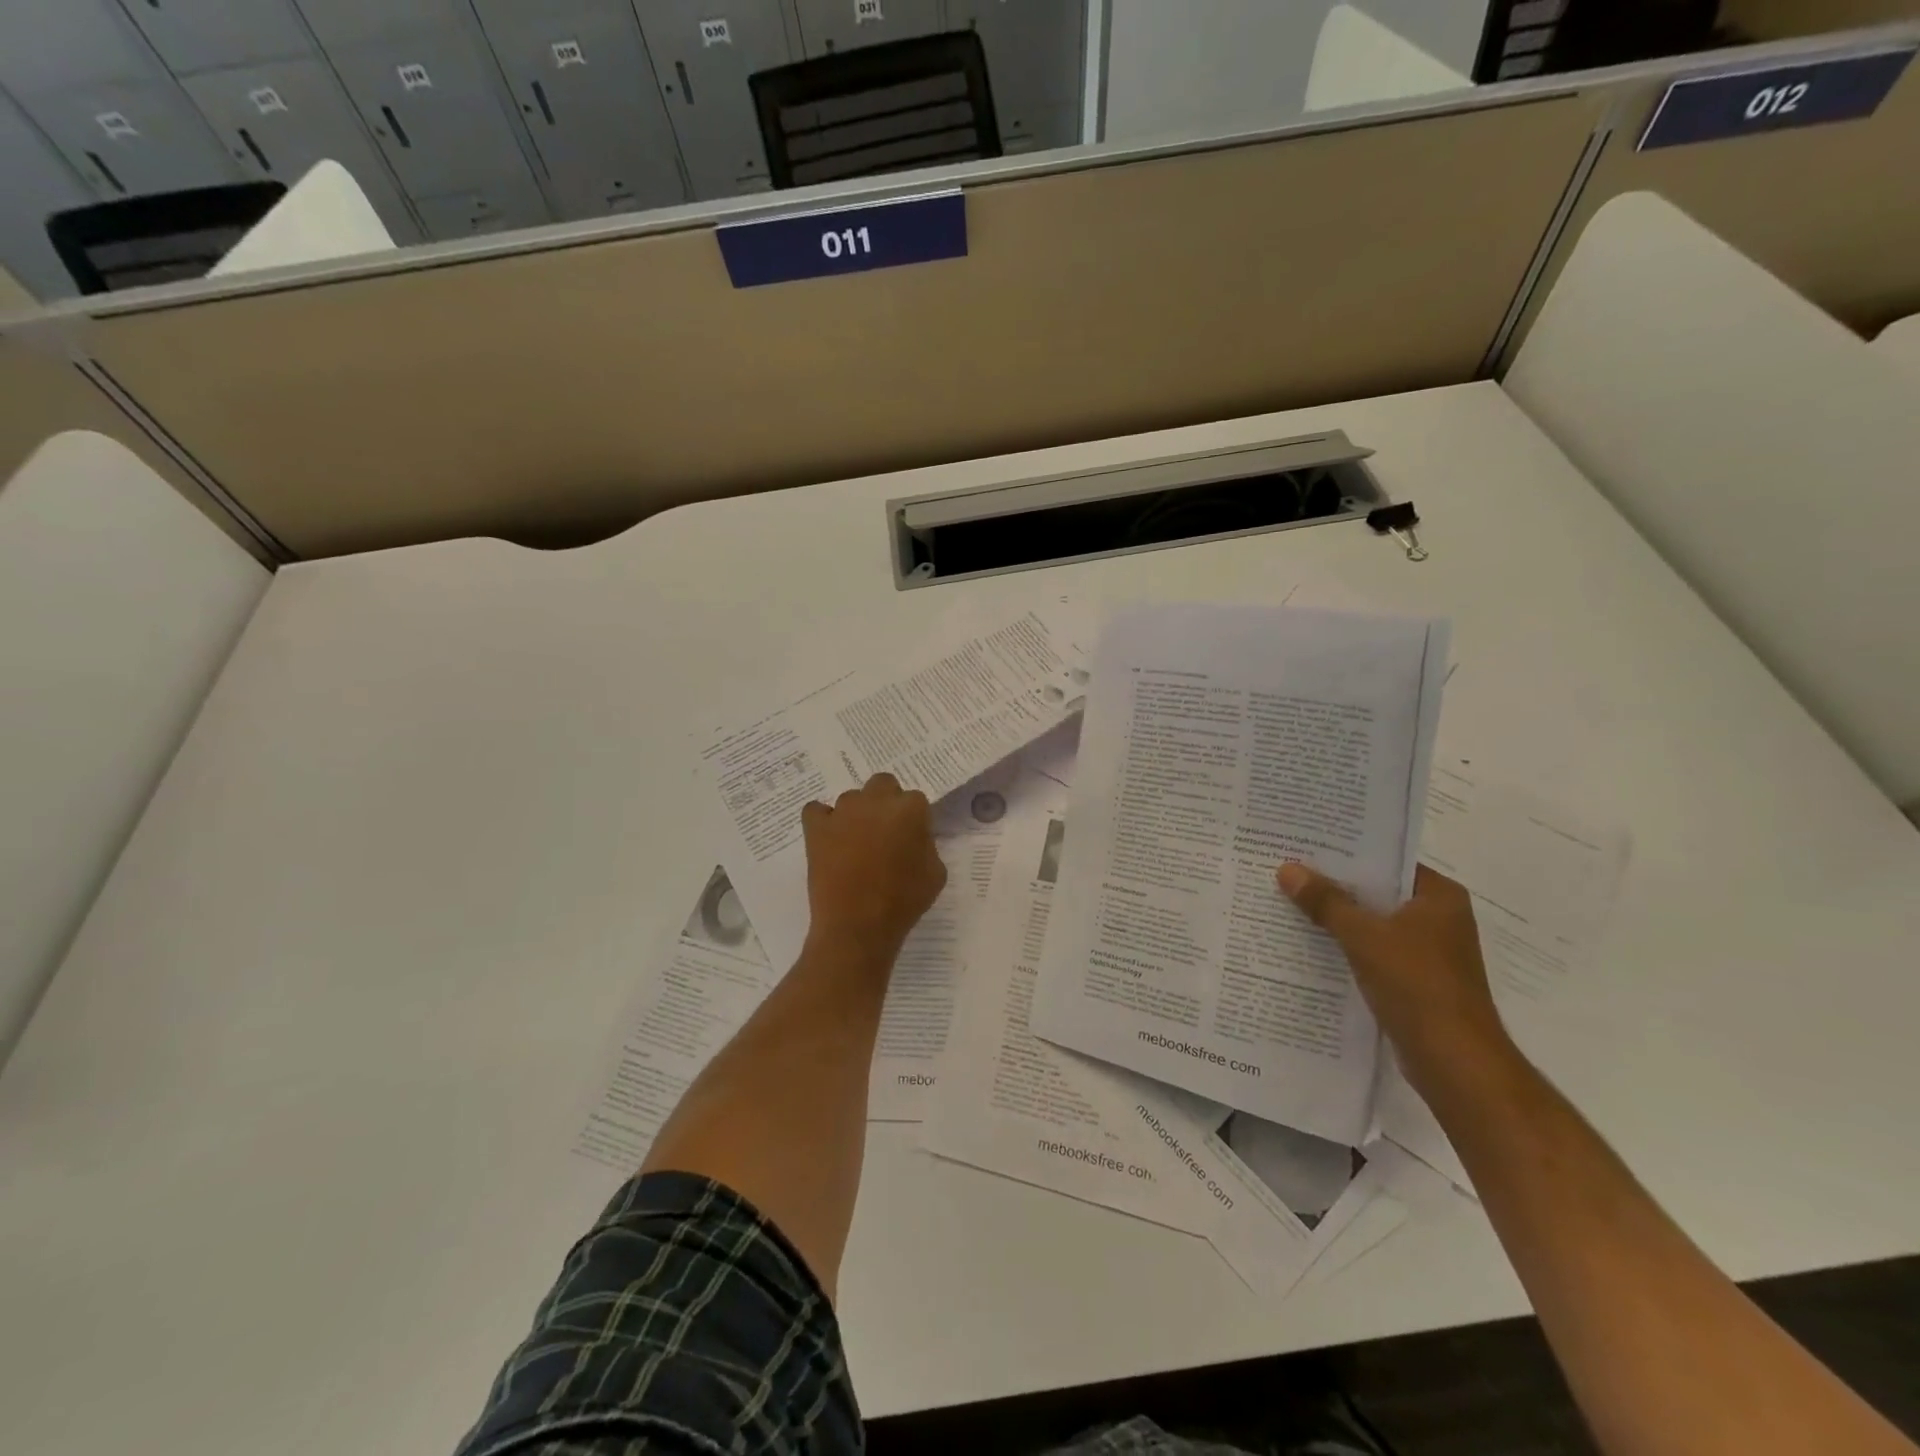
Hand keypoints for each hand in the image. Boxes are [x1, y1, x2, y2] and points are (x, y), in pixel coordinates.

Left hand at [801, 774, 946, 964]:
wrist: (857, 926)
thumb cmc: (903, 901)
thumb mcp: (935, 873)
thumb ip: (927, 844)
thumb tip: (914, 837)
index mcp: (909, 809)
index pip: (915, 800)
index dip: (913, 819)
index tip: (911, 838)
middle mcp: (875, 800)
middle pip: (883, 784)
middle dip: (885, 802)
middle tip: (885, 832)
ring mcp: (842, 811)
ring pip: (851, 798)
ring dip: (856, 814)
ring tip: (855, 842)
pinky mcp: (816, 827)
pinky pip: (816, 811)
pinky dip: (822, 820)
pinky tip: (829, 839)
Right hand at [1277, 862, 1513, 1093]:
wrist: (1454, 1061)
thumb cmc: (1417, 985)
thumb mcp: (1364, 936)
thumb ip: (1325, 901)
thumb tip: (1287, 868)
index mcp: (1439, 897)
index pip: (1388, 860)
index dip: (1346, 853)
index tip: (1305, 843)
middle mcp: (1438, 918)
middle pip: (1376, 892)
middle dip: (1334, 885)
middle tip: (1287, 869)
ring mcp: (1427, 952)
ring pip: (1372, 923)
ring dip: (1336, 917)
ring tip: (1288, 901)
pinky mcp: (1414, 980)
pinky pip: (1372, 951)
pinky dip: (1345, 946)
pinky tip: (1307, 943)